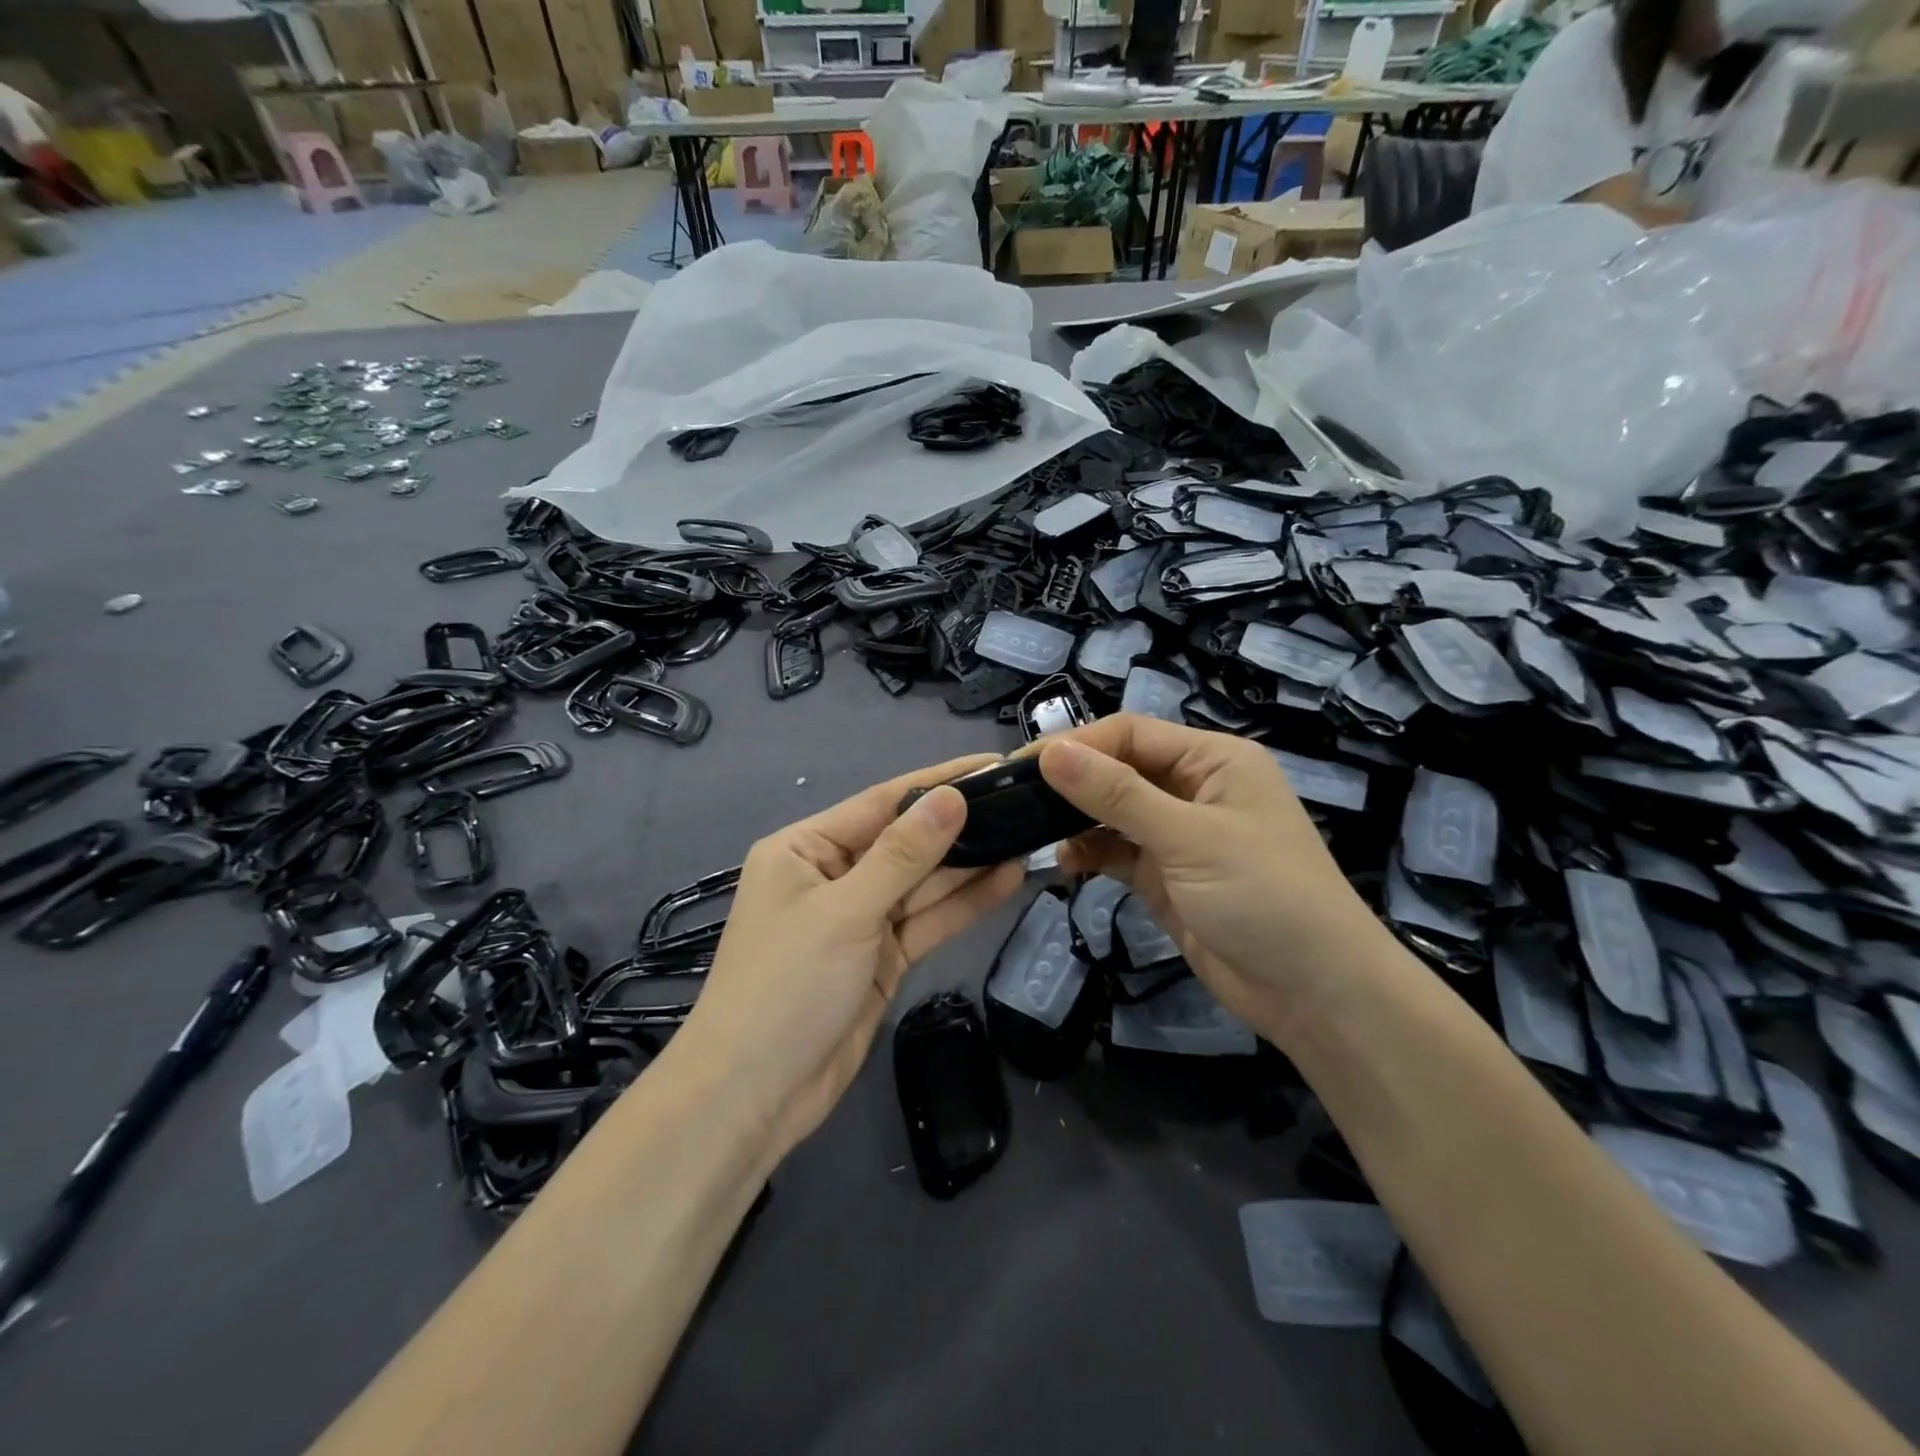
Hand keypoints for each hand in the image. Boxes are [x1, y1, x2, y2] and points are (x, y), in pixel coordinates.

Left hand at [673, 756, 1025, 1163]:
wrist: (754, 1098)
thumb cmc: (785, 986)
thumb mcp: (845, 911)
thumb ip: (903, 855)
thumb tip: (952, 797)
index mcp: (806, 849)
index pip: (882, 803)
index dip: (938, 783)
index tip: (991, 765)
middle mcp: (833, 875)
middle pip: (906, 842)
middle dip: (960, 826)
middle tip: (1024, 803)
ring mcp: (860, 919)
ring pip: (923, 883)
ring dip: (970, 864)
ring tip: (1027, 836)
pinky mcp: (882, 958)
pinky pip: (927, 921)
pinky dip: (963, 904)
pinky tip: (1006, 880)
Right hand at [1037, 715, 1396, 1039]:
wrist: (1316, 995)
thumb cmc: (1264, 896)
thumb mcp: (1188, 838)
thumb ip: (1117, 795)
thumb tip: (1051, 752)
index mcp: (1212, 759)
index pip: (1130, 734)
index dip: (1077, 745)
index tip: (1023, 766)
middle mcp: (1194, 787)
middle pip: (1118, 769)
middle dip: (1071, 782)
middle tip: (1015, 798)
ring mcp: (1179, 834)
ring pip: (1112, 812)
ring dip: (1076, 821)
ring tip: (1034, 833)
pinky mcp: (1166, 876)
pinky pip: (1117, 852)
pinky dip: (1089, 854)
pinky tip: (1066, 865)